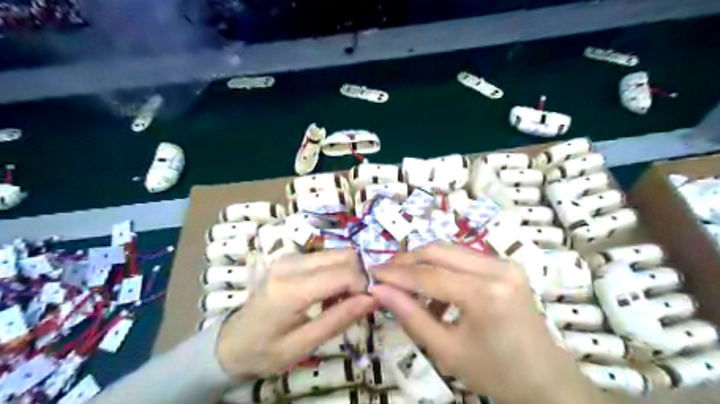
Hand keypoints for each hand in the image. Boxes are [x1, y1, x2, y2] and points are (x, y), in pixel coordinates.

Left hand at [215, 249, 374, 378]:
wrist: (232, 341)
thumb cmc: (265, 351)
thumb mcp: (302, 346)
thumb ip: (338, 320)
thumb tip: (373, 299)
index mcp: (290, 289)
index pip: (343, 273)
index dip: (364, 286)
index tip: (369, 304)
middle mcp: (290, 264)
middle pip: (344, 255)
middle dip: (359, 276)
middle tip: (356, 303)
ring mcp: (289, 256)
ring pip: (337, 253)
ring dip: (348, 274)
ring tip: (340, 302)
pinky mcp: (291, 257)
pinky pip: (326, 257)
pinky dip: (336, 272)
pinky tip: (328, 294)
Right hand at [374, 244, 603, 403]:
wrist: (546, 380)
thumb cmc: (496, 373)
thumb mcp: (447, 350)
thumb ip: (411, 316)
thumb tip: (380, 291)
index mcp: (486, 294)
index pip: (428, 275)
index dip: (396, 274)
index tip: (372, 273)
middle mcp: (497, 268)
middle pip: (439, 251)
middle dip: (407, 261)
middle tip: (386, 274)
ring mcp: (505, 263)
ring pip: (450, 250)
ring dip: (424, 264)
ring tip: (409, 288)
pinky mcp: (506, 265)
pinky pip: (464, 259)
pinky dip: (443, 270)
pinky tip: (436, 294)